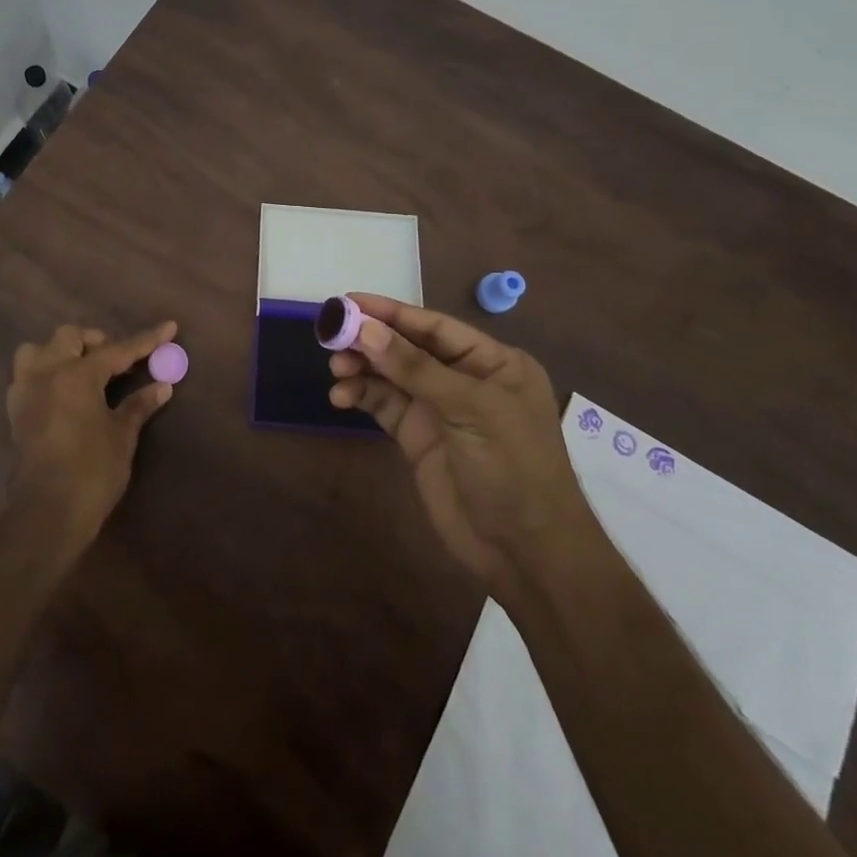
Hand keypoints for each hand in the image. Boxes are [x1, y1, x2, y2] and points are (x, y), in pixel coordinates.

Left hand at [6, 321, 178, 547]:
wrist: (47, 514)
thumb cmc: (91, 472)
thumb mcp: (122, 436)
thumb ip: (139, 405)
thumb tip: (162, 386)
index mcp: (77, 374)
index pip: (117, 350)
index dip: (146, 340)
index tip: (169, 327)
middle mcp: (47, 373)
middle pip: (69, 337)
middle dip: (96, 342)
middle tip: (118, 363)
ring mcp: (26, 391)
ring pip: (38, 350)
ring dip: (60, 352)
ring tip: (82, 371)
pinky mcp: (15, 412)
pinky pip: (26, 376)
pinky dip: (44, 374)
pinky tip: (61, 392)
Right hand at [328, 294, 586, 583]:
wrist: (525, 554)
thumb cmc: (512, 467)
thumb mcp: (469, 409)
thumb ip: (415, 368)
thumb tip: (365, 328)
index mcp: (492, 362)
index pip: (434, 326)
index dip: (391, 312)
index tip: (348, 302)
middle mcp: (464, 379)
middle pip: (408, 347)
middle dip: (370, 340)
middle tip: (331, 335)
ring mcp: (439, 410)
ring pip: (391, 375)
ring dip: (362, 368)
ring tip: (335, 368)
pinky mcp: (418, 437)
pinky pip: (384, 405)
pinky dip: (361, 396)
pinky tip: (341, 397)